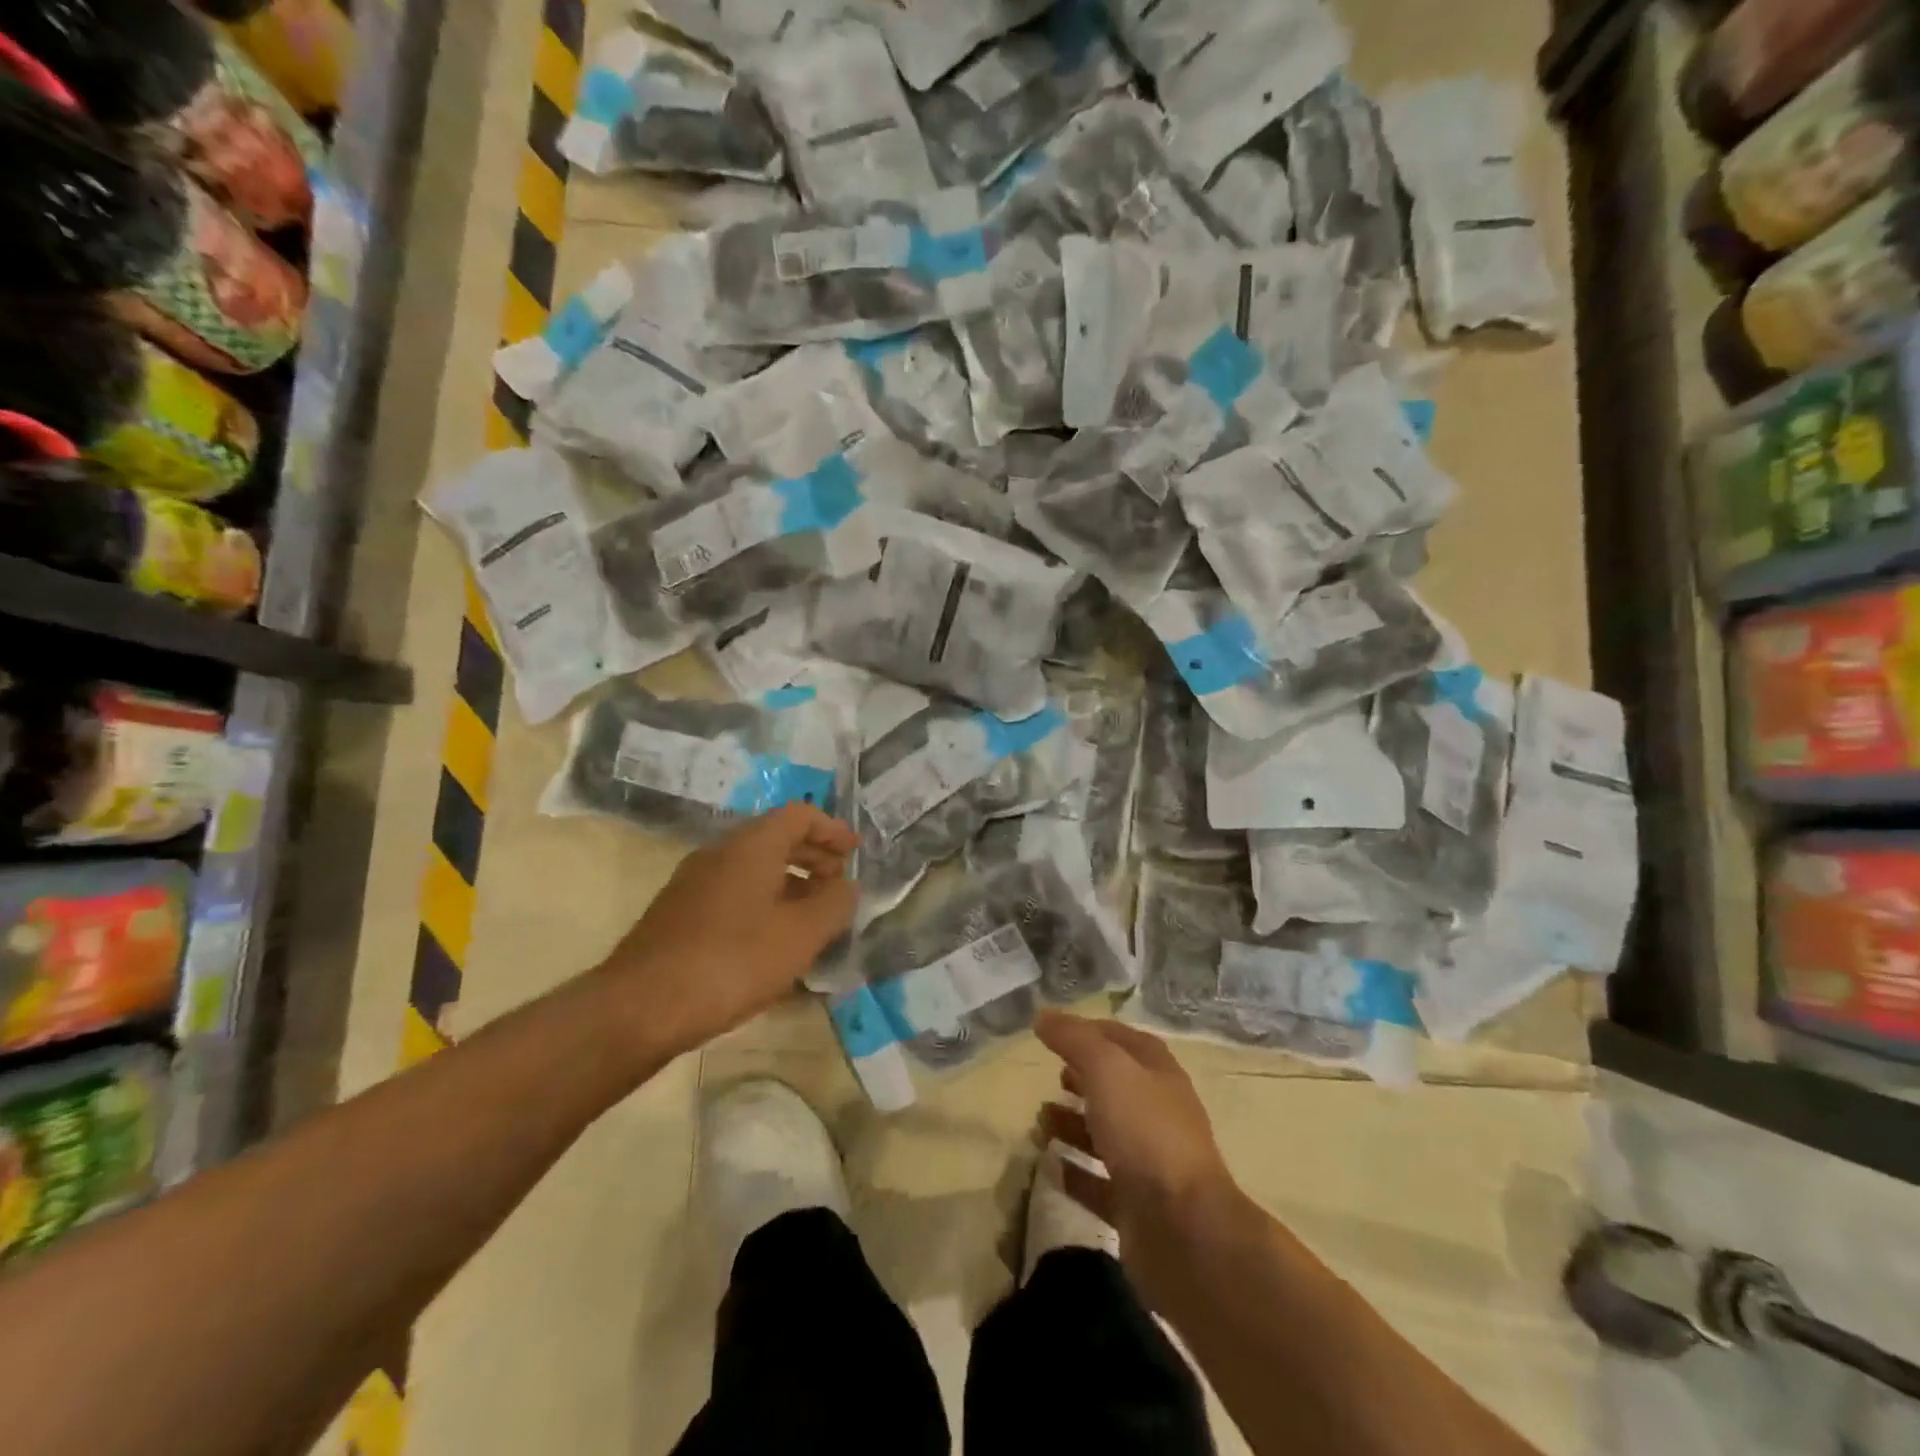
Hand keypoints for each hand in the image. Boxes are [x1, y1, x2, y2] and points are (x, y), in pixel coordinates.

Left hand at [597, 803, 857, 1060]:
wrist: (640, 1006)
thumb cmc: (732, 961)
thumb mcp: (800, 935)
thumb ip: (834, 905)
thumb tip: (847, 887)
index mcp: (751, 846)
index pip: (799, 815)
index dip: (832, 830)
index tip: (855, 852)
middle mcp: (720, 852)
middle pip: (776, 838)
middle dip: (813, 856)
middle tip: (839, 883)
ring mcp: (694, 882)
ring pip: (753, 868)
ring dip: (789, 883)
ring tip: (813, 917)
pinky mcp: (679, 913)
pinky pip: (734, 892)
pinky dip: (763, 902)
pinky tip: (773, 941)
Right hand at [1034, 1010, 1241, 1309]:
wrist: (1183, 1230)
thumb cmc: (1146, 1132)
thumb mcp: (1106, 1069)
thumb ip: (1073, 1039)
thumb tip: (1043, 1015)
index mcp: (1158, 1074)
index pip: (1124, 1040)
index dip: (1091, 1032)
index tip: (1054, 1031)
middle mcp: (1157, 1114)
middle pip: (1116, 1087)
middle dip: (1082, 1079)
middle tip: (1050, 1077)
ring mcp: (1149, 1163)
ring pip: (1105, 1135)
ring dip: (1072, 1125)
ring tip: (1040, 1121)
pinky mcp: (1136, 1207)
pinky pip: (1099, 1183)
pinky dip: (1074, 1173)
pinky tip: (1049, 1166)